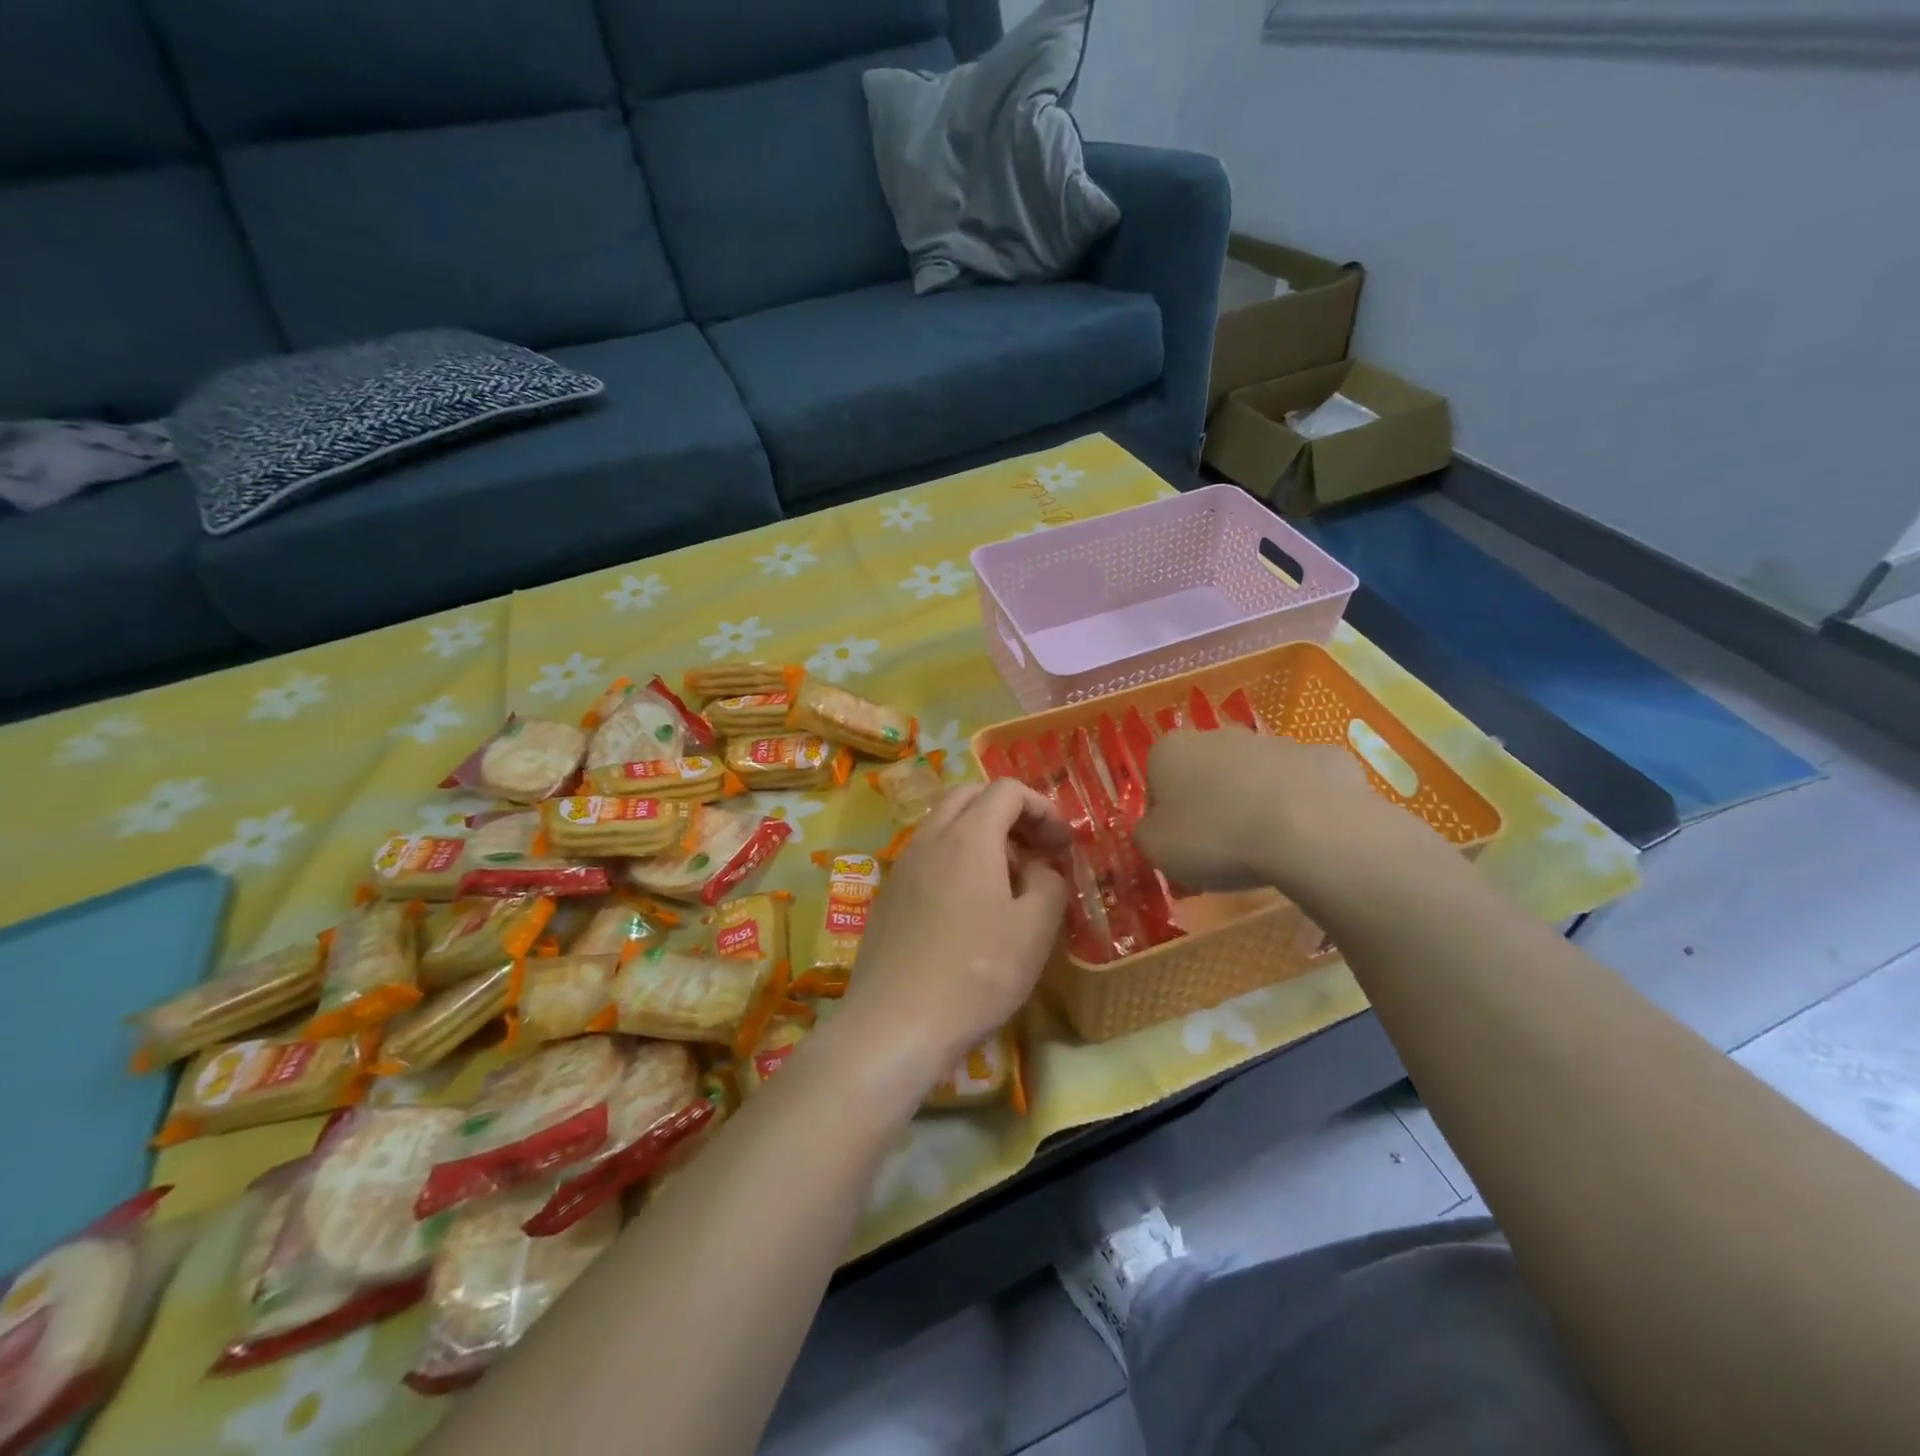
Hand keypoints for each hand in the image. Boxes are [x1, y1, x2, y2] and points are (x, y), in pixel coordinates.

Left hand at [840, 781, 1069, 1090]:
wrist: (894, 1025)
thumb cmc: (976, 973)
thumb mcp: (1035, 929)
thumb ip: (1050, 882)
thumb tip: (1040, 868)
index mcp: (968, 836)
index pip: (1006, 790)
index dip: (1042, 808)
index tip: (1062, 845)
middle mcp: (929, 839)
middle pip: (969, 796)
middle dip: (1008, 813)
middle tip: (1034, 851)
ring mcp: (902, 867)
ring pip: (944, 825)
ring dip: (980, 836)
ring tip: (1006, 883)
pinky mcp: (888, 896)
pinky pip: (927, 857)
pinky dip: (955, 861)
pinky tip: (968, 909)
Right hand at [1134, 728, 1431, 900]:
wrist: (1311, 832)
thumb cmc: (1217, 839)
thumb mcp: (1157, 850)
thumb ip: (1147, 832)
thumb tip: (1157, 826)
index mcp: (1171, 751)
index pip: (1156, 780)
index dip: (1166, 814)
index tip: (1180, 844)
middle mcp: (1219, 735)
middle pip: (1206, 771)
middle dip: (1211, 801)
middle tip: (1221, 847)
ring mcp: (1275, 742)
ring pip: (1256, 775)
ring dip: (1256, 801)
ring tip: (1267, 847)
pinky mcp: (1323, 756)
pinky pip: (1303, 784)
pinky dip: (1301, 805)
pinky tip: (1307, 836)